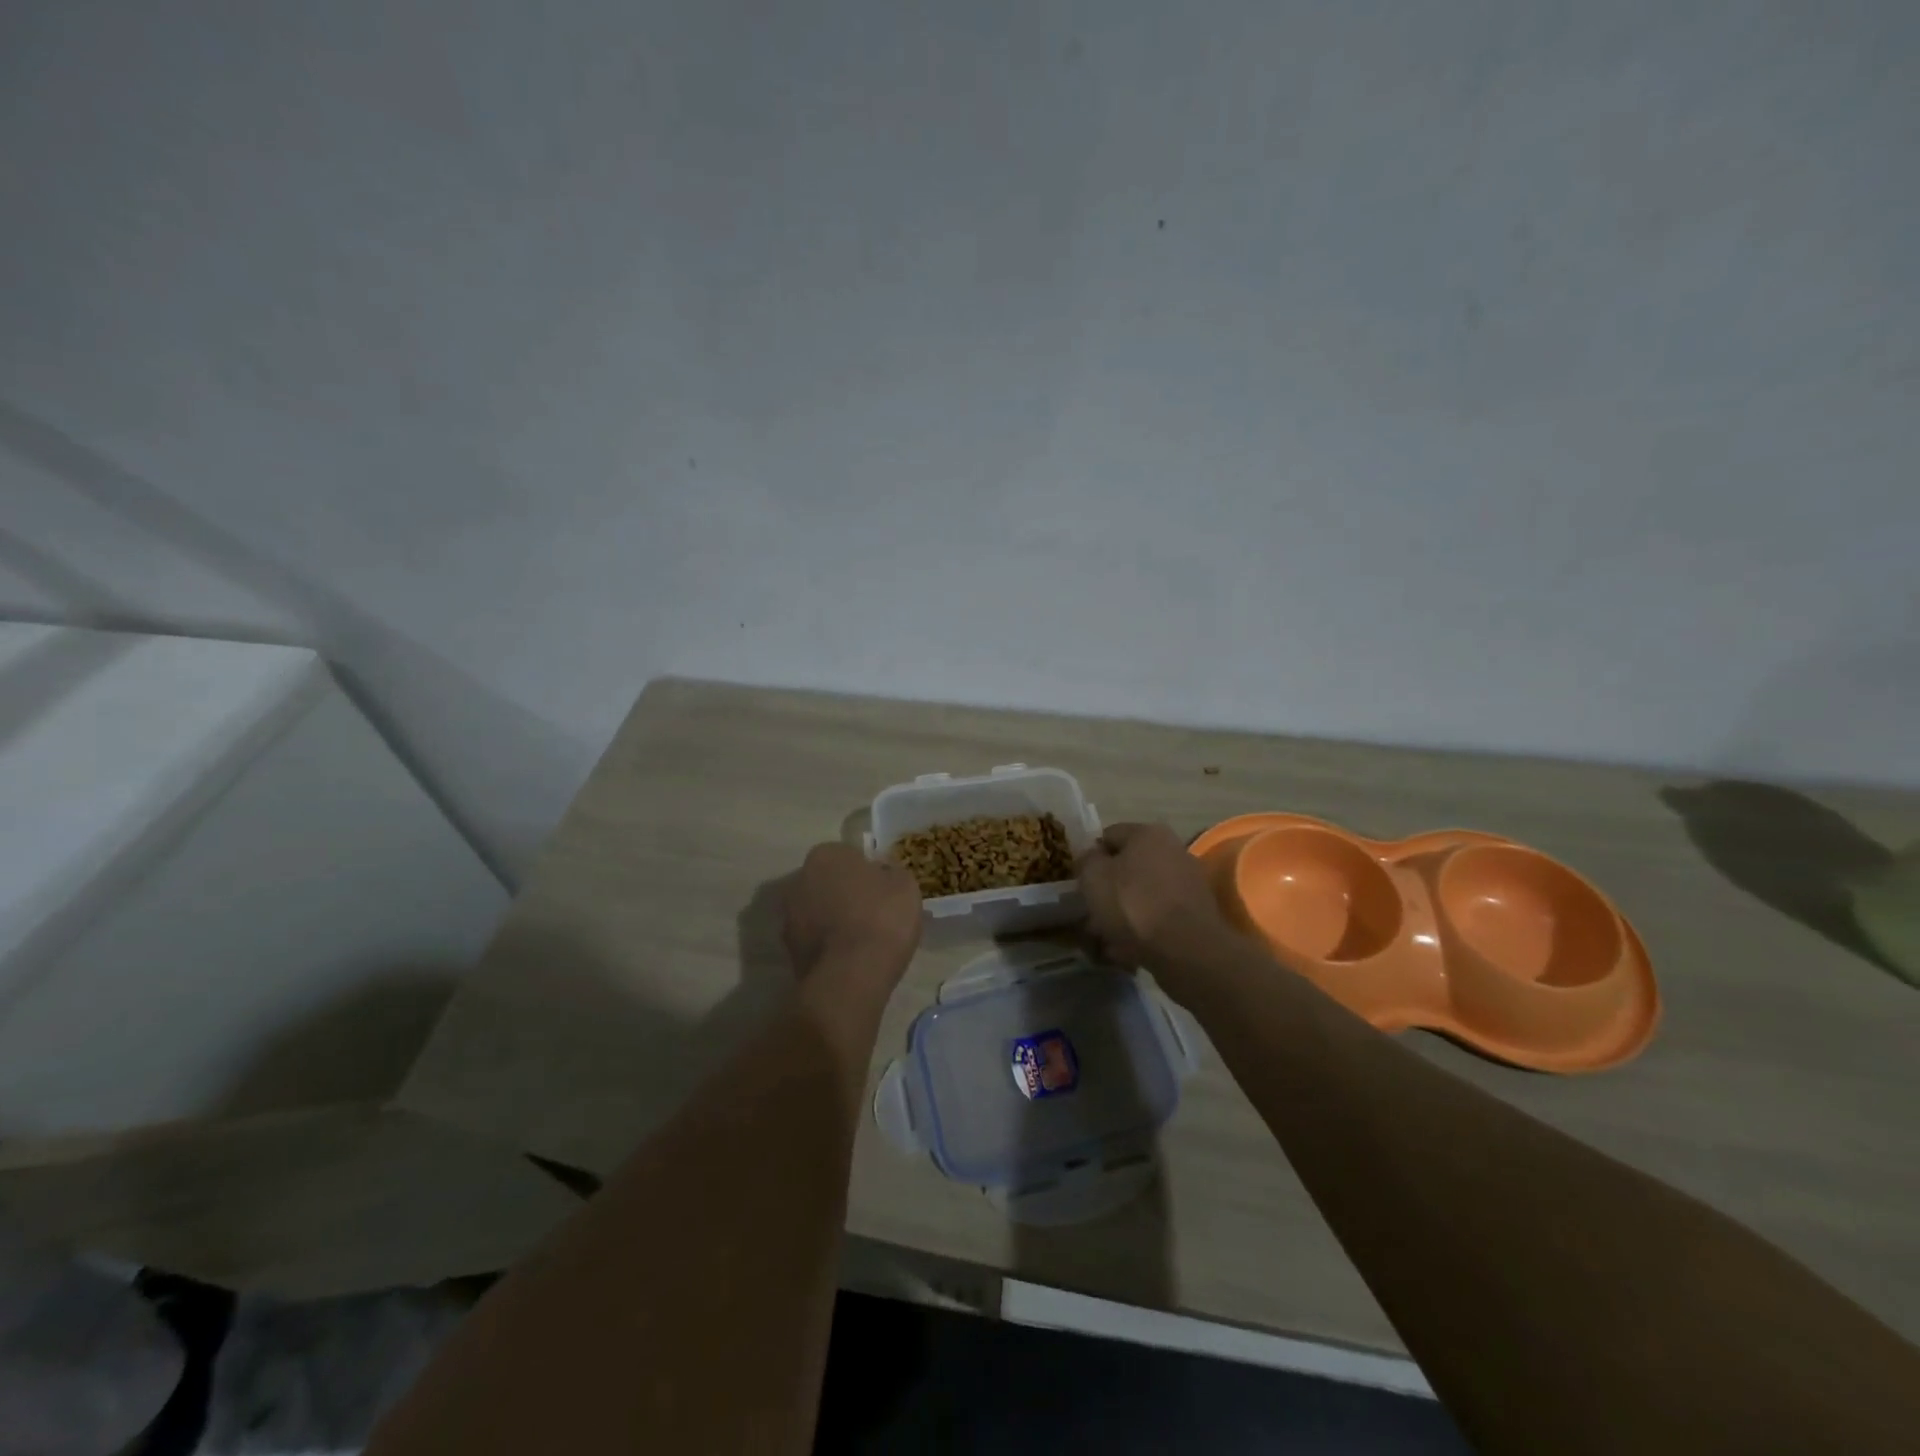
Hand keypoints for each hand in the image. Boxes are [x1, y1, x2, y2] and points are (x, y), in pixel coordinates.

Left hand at [781, 843, 921, 986]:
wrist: (851, 976)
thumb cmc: (881, 918)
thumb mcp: (905, 885)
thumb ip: (890, 873)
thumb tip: (880, 875)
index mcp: (826, 855)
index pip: (849, 856)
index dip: (867, 873)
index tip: (883, 890)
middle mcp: (799, 879)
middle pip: (828, 882)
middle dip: (845, 894)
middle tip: (872, 913)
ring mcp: (789, 916)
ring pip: (818, 911)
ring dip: (833, 920)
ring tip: (862, 941)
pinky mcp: (789, 950)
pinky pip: (815, 940)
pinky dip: (828, 945)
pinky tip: (850, 959)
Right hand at [1077, 823, 1232, 977]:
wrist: (1185, 950)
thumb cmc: (1133, 904)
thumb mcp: (1093, 877)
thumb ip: (1087, 861)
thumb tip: (1092, 858)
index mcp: (1148, 833)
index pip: (1108, 836)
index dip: (1090, 858)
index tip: (1080, 882)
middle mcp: (1173, 850)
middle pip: (1128, 867)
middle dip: (1108, 890)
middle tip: (1090, 913)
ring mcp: (1188, 882)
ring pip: (1142, 894)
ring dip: (1123, 913)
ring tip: (1106, 939)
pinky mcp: (1196, 912)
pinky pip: (1159, 916)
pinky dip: (1143, 928)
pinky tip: (1128, 949)